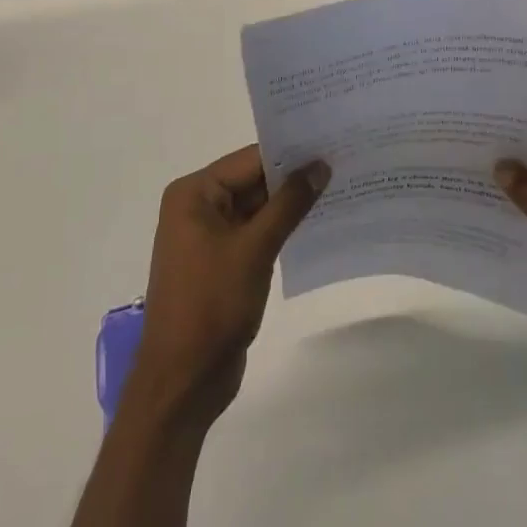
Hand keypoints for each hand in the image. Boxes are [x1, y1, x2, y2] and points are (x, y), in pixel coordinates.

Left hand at [131, 145, 329, 430]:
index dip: (291, 153)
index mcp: (193, 194)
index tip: (332, 143)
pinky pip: (255, 233)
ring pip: (257, 208)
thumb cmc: (211, 304)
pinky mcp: (221, 262)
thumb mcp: (255, 248)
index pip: (250, 160)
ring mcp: (208, 237)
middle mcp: (197, 207)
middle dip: (294, 178)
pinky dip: (281, 229)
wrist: (183, 382)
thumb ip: (289, 203)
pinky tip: (317, 223)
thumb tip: (320, 165)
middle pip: (252, 181)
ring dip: (291, 204)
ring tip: (339, 188)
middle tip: (343, 163)